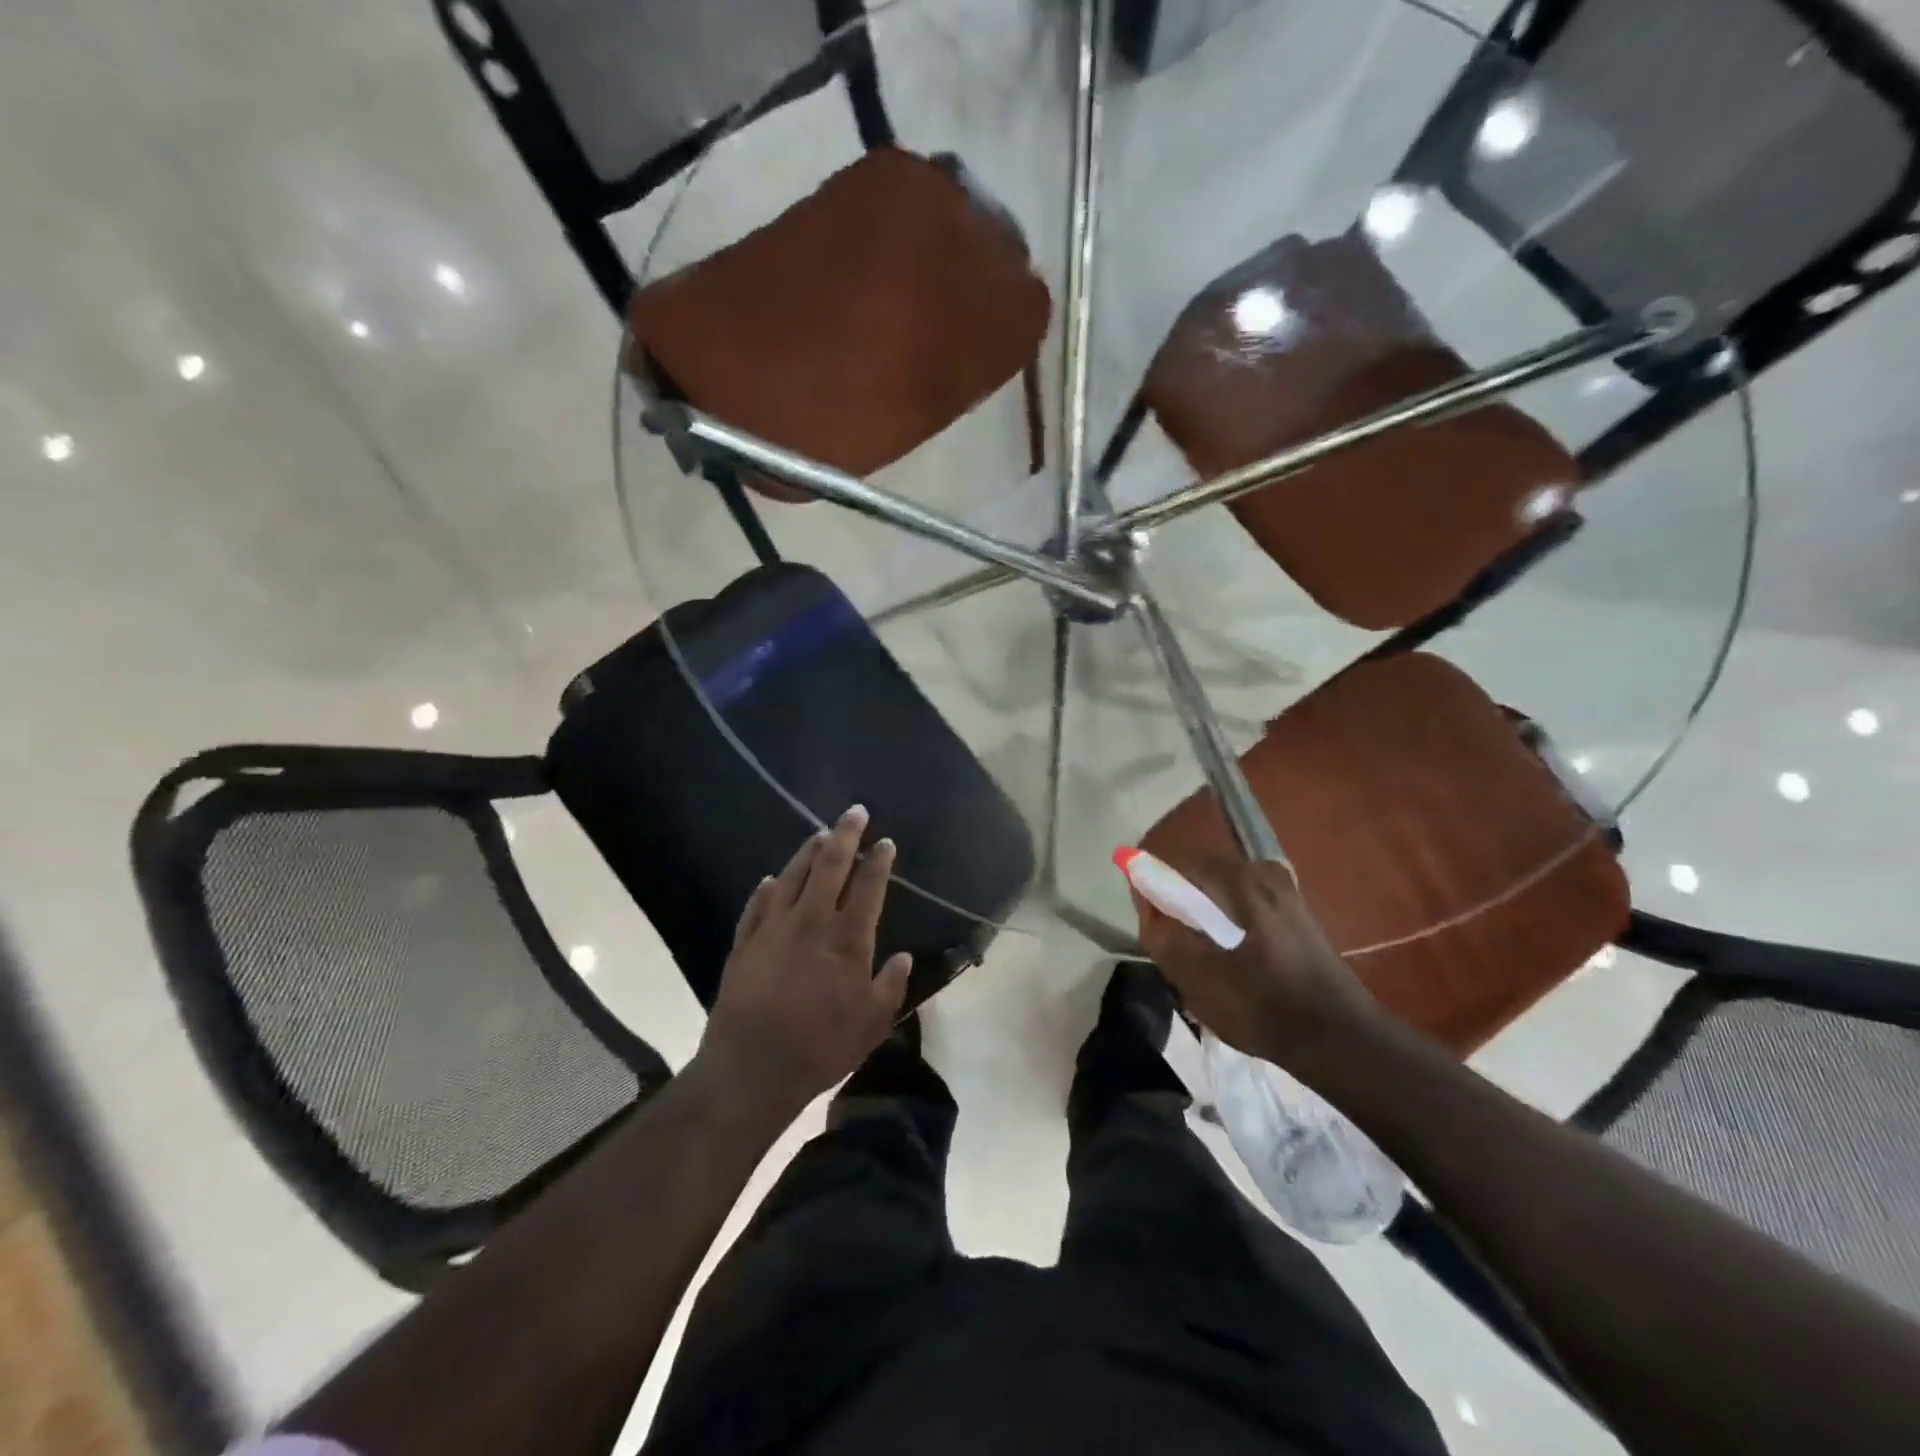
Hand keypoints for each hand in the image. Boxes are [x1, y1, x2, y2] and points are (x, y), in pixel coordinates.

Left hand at [695, 805, 911, 1121]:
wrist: (750, 1069)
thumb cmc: (819, 1048)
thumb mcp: (871, 1025)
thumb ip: (890, 986)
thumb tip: (904, 956)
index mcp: (847, 939)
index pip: (868, 886)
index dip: (879, 861)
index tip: (886, 843)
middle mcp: (811, 921)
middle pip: (830, 865)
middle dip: (846, 834)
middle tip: (855, 811)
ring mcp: (773, 928)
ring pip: (793, 875)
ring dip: (808, 851)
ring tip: (820, 834)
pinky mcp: (745, 942)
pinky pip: (758, 903)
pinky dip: (768, 887)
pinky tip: (772, 878)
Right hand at [1133, 855, 1380, 1071]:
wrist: (1341, 1040)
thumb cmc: (1262, 1006)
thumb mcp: (1194, 977)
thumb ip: (1161, 933)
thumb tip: (1146, 901)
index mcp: (1236, 879)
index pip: (1174, 865)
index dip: (1152, 890)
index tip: (1149, 926)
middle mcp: (1261, 871)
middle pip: (1200, 876)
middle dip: (1179, 906)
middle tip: (1174, 949)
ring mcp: (1285, 890)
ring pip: (1222, 893)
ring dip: (1204, 918)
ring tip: (1203, 962)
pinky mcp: (1298, 912)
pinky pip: (1245, 906)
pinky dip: (1229, 925)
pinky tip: (1233, 963)